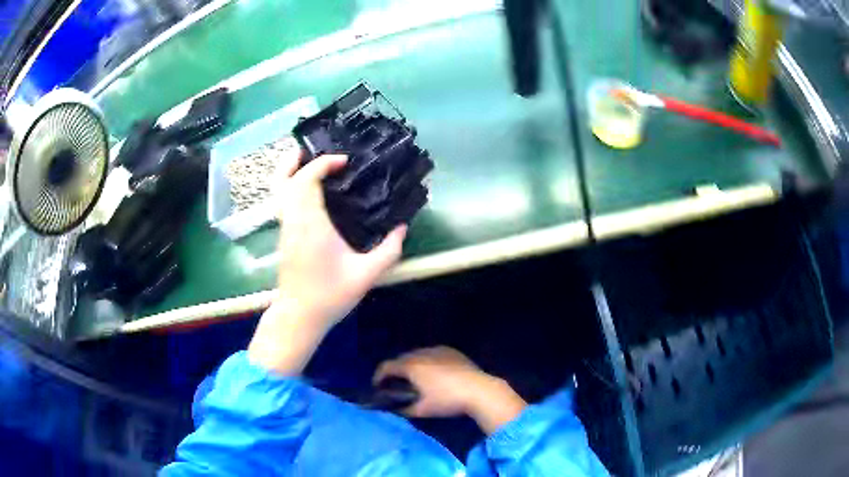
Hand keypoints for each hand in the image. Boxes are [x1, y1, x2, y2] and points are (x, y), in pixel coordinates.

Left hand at [248, 146, 406, 374]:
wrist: (299, 316)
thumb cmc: (330, 295)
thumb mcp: (366, 275)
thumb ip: (388, 251)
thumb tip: (402, 227)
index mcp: (311, 224)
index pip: (307, 181)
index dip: (322, 164)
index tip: (343, 162)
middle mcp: (293, 221)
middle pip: (283, 180)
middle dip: (295, 160)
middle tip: (313, 150)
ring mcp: (285, 228)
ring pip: (278, 191)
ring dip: (290, 172)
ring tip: (307, 163)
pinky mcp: (284, 236)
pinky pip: (283, 202)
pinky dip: (291, 187)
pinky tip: (308, 190)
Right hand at [374, 347, 526, 433]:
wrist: (480, 390)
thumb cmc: (447, 401)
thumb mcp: (422, 410)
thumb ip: (403, 409)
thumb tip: (393, 409)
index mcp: (411, 366)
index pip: (386, 366)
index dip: (378, 377)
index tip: (377, 387)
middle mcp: (421, 353)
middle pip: (401, 359)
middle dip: (395, 370)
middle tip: (394, 384)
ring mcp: (438, 350)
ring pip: (417, 354)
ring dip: (411, 365)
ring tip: (414, 379)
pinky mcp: (452, 351)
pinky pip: (432, 354)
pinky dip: (426, 361)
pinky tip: (433, 373)